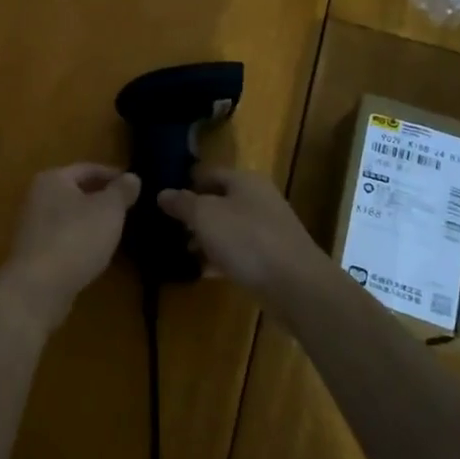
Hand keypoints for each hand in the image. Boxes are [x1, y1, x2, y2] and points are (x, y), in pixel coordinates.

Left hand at [0, 163, 141, 332]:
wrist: (38, 287)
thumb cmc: (76, 238)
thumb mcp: (109, 210)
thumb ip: (122, 191)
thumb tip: (132, 177)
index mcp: (52, 178)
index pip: (88, 169)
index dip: (113, 175)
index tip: (135, 186)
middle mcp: (37, 197)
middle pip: (76, 191)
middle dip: (101, 198)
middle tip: (129, 208)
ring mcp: (32, 226)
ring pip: (69, 215)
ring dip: (91, 220)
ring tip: (116, 229)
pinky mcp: (33, 252)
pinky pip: (63, 237)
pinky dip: (80, 239)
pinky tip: (96, 251)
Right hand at [157, 166, 328, 299]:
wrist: (296, 285)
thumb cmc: (246, 240)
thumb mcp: (205, 216)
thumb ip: (182, 203)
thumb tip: (162, 193)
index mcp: (245, 181)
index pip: (209, 173)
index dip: (186, 184)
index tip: (164, 201)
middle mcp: (259, 199)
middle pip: (220, 201)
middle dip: (195, 215)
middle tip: (170, 228)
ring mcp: (269, 229)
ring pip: (230, 228)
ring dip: (207, 238)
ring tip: (183, 252)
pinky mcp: (273, 257)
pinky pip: (241, 252)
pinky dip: (222, 258)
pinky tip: (205, 271)